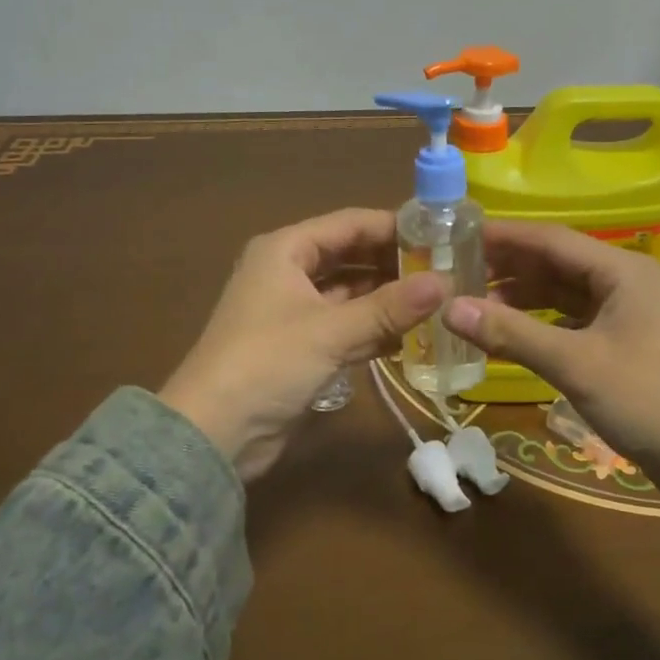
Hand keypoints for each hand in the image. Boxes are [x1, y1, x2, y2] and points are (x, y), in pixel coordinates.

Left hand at [160, 209, 443, 479]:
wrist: (212, 436)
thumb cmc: (267, 364)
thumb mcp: (331, 331)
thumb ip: (390, 307)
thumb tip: (446, 282)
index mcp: (286, 250)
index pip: (351, 223)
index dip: (395, 226)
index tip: (441, 234)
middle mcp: (289, 271)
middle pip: (352, 256)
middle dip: (395, 263)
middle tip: (446, 269)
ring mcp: (295, 310)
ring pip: (352, 293)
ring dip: (389, 298)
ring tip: (439, 301)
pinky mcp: (302, 345)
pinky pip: (347, 325)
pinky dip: (375, 328)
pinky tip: (413, 336)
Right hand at [442, 221, 659, 500]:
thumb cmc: (649, 401)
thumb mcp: (575, 364)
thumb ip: (512, 333)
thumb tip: (449, 307)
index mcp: (622, 270)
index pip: (551, 239)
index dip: (503, 237)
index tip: (457, 238)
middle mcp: (626, 282)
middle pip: (557, 263)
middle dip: (509, 267)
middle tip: (457, 273)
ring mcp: (629, 313)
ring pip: (565, 293)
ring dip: (523, 297)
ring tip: (475, 306)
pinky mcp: (628, 343)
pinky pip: (575, 320)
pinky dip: (542, 324)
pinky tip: (513, 336)